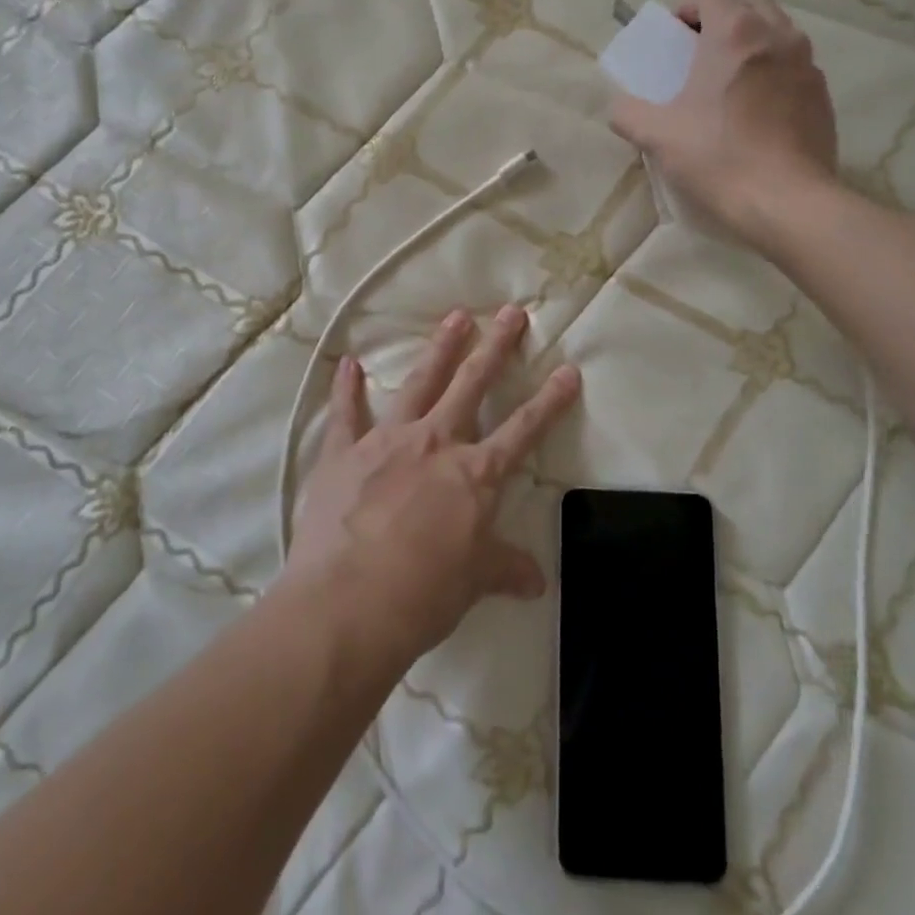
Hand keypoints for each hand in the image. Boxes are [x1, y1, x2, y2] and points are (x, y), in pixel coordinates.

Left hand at [282, 305, 581, 667]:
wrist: (349, 602)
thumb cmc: (423, 593)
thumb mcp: (474, 581)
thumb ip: (505, 568)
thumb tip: (536, 581)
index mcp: (474, 474)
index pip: (523, 430)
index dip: (549, 400)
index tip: (568, 370)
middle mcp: (435, 443)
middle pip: (472, 385)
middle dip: (495, 347)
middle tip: (511, 312)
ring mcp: (388, 440)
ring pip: (420, 383)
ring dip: (440, 348)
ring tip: (456, 317)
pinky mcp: (345, 452)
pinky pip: (346, 412)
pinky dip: (346, 388)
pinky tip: (348, 364)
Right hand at [609, 0, 840, 243]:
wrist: (786, 201)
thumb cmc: (718, 157)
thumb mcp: (657, 136)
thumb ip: (628, 113)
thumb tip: (620, 107)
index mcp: (735, 33)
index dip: (688, 8)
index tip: (674, 39)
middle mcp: (778, 35)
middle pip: (749, 2)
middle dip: (722, 19)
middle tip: (699, 55)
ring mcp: (807, 64)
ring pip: (776, 31)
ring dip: (750, 43)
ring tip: (729, 81)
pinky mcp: (823, 94)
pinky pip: (794, 65)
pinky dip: (773, 72)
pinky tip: (756, 111)